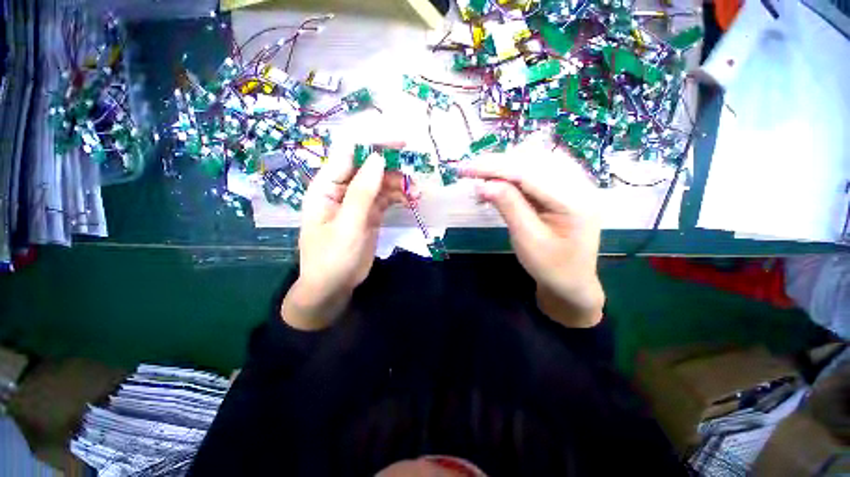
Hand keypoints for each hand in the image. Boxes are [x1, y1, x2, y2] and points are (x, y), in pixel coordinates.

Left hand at [282, 148, 406, 330]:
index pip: (349, 152)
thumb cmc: (332, 258)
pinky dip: (400, 197)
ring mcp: (357, 201)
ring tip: (418, 193)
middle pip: (369, 166)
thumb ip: (362, 192)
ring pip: (381, 182)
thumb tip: (378, 158)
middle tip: (416, 173)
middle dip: (393, 166)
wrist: (333, 287)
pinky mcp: (370, 214)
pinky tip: (412, 200)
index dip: (373, 142)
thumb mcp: (348, 226)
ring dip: (400, 184)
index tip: (401, 142)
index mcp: (327, 186)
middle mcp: (342, 189)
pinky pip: (386, 198)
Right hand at [461, 140, 604, 327]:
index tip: (465, 168)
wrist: (571, 281)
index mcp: (575, 200)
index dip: (494, 167)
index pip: (529, 172)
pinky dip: (516, 171)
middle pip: (533, 159)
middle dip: (498, 164)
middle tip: (470, 172)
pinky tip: (501, 180)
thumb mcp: (526, 239)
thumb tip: (482, 184)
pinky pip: (539, 168)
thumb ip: (508, 207)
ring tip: (483, 177)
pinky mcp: (567, 186)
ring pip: (536, 159)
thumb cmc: (550, 267)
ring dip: (506, 165)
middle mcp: (580, 184)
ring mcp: (576, 183)